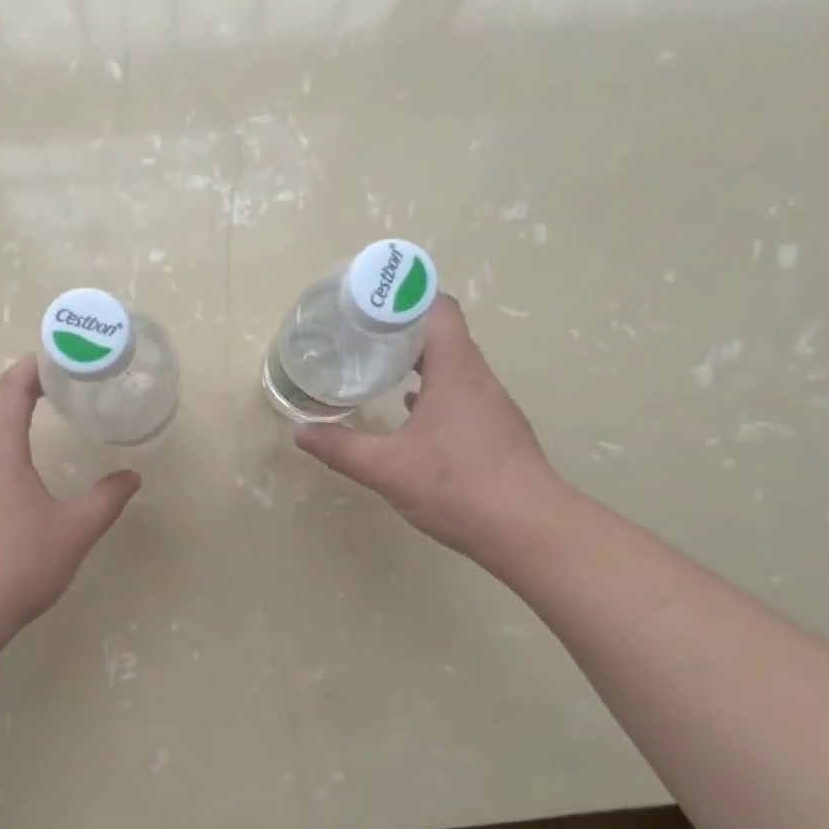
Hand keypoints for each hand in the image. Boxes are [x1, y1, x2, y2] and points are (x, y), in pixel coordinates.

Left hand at [0, 358, 140, 645]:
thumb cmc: (18, 560)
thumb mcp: (73, 530)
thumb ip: (106, 499)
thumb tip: (132, 477)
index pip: (11, 390)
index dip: (34, 369)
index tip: (59, 358)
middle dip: (21, 388)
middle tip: (58, 383)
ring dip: (6, 416)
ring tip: (39, 414)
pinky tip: (14, 463)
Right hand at [293, 296, 565, 562]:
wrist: (528, 530)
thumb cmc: (457, 486)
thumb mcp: (386, 468)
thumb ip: (340, 448)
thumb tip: (300, 432)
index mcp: (455, 370)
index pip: (438, 308)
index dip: (405, 298)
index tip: (368, 307)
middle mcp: (478, 379)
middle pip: (443, 334)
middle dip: (402, 330)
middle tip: (361, 337)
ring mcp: (492, 406)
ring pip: (453, 367)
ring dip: (418, 362)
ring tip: (379, 369)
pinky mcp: (496, 433)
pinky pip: (460, 396)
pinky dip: (432, 393)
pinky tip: (409, 414)